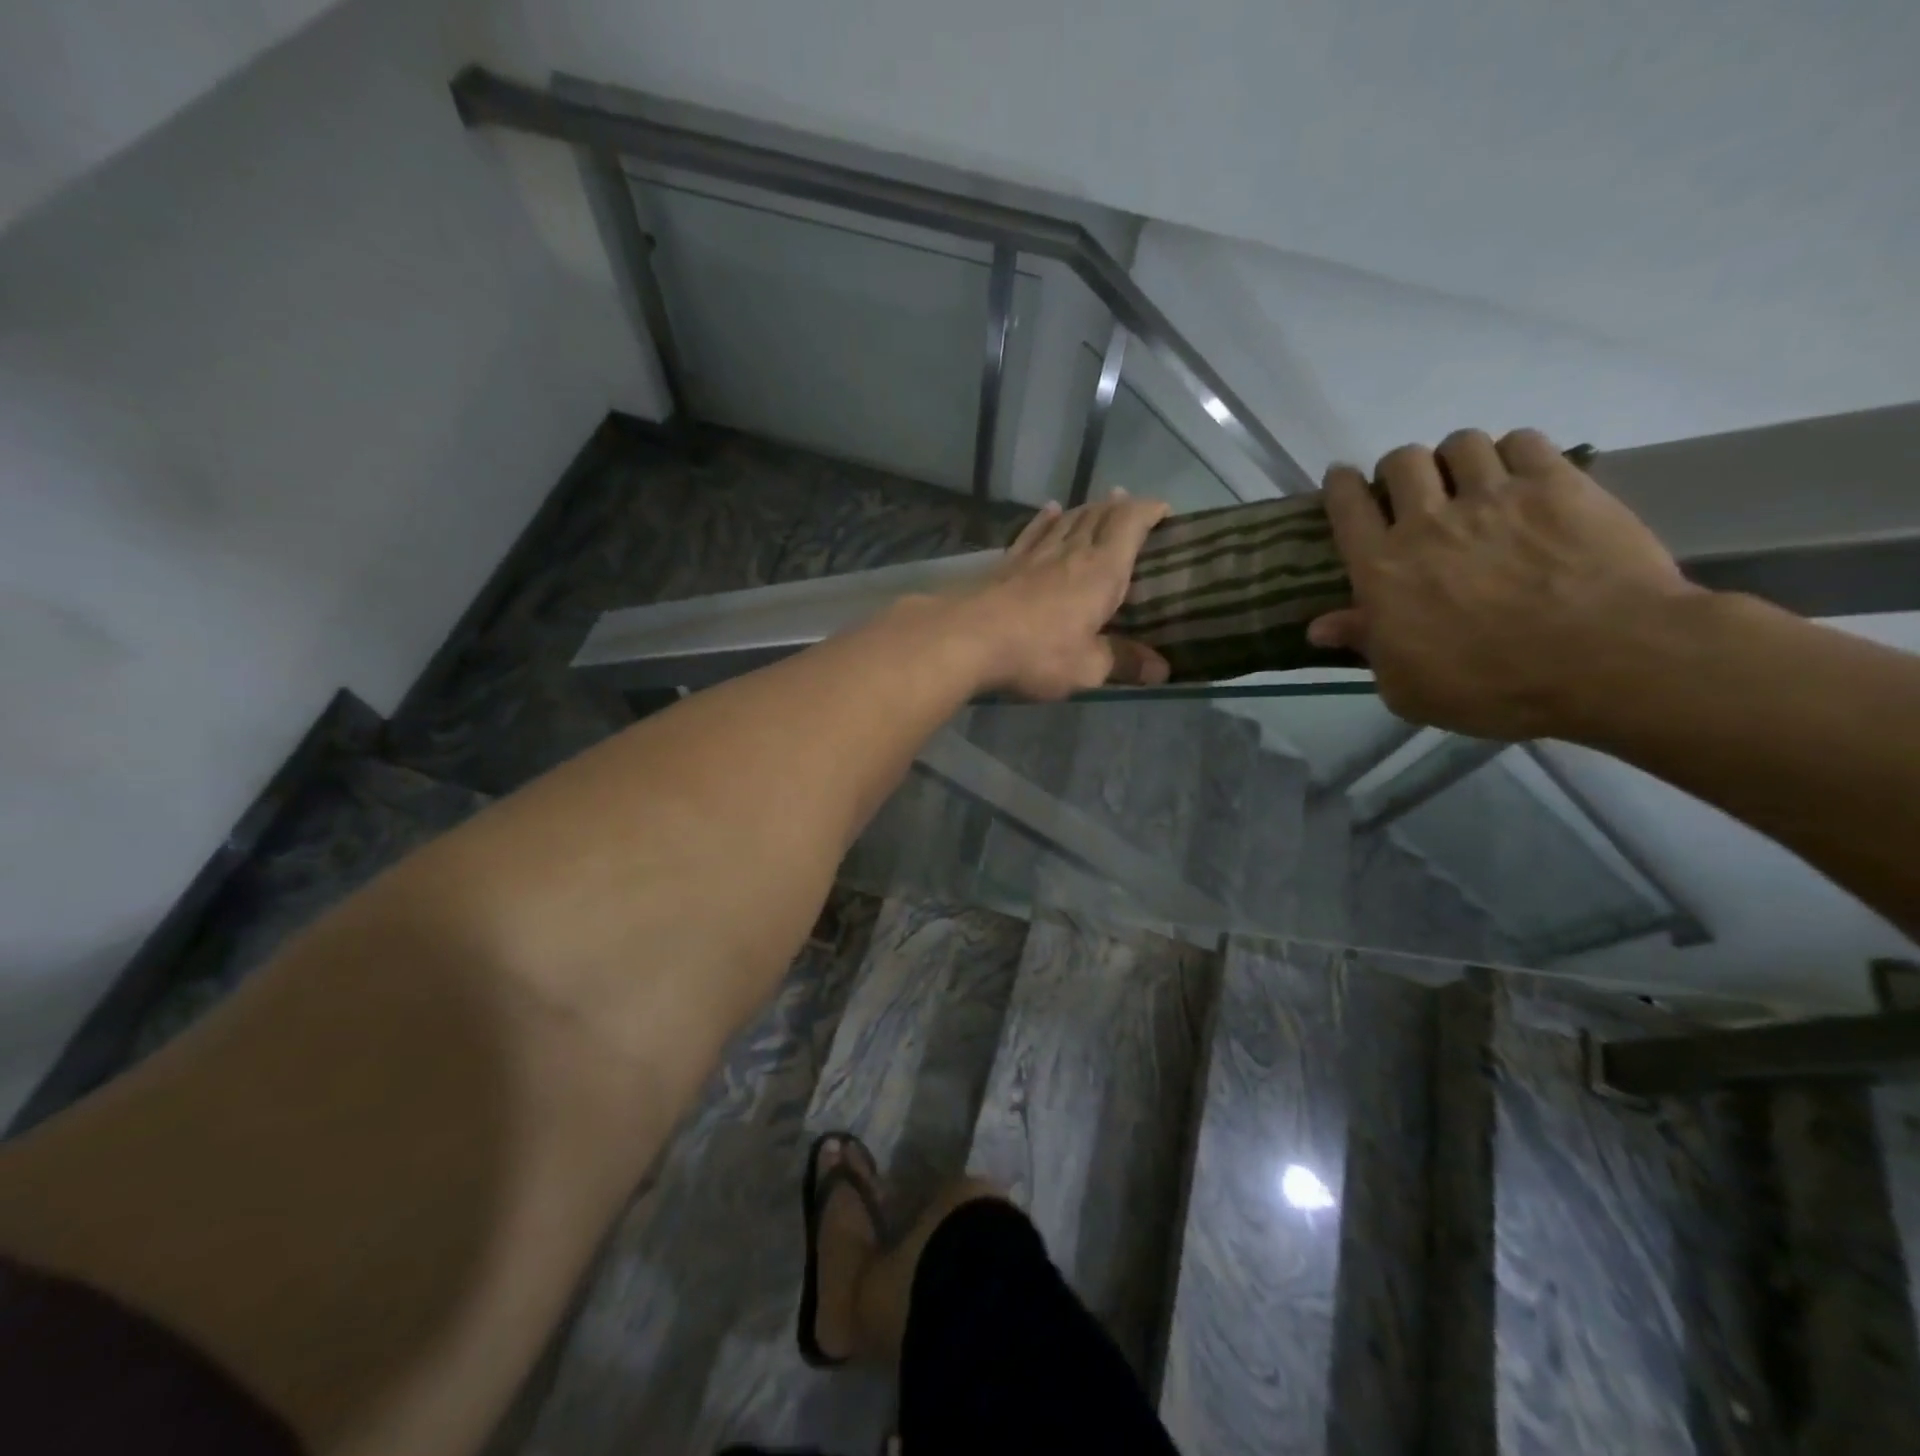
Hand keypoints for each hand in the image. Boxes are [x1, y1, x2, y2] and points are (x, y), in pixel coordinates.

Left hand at [961, 491, 1172, 699]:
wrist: (966, 639)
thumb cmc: (1037, 653)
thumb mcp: (1087, 668)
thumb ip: (1123, 663)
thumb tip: (1162, 671)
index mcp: (1101, 572)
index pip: (1130, 525)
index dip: (1149, 511)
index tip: (1164, 510)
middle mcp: (1071, 553)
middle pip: (1098, 517)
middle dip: (1118, 507)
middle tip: (1130, 505)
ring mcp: (1034, 555)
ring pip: (1066, 521)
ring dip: (1085, 510)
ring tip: (1097, 504)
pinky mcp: (1005, 564)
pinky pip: (1032, 533)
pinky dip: (1045, 520)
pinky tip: (1049, 511)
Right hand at [1307, 429, 1702, 739]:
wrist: (1605, 661)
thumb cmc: (1490, 686)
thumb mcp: (1407, 686)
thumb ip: (1365, 645)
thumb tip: (1320, 627)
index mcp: (1382, 568)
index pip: (1346, 506)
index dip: (1339, 487)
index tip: (1342, 483)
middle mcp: (1427, 520)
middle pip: (1400, 461)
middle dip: (1400, 471)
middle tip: (1414, 494)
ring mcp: (1494, 496)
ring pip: (1460, 443)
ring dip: (1457, 459)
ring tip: (1472, 482)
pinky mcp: (1558, 484)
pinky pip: (1523, 440)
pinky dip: (1514, 453)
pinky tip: (1522, 478)